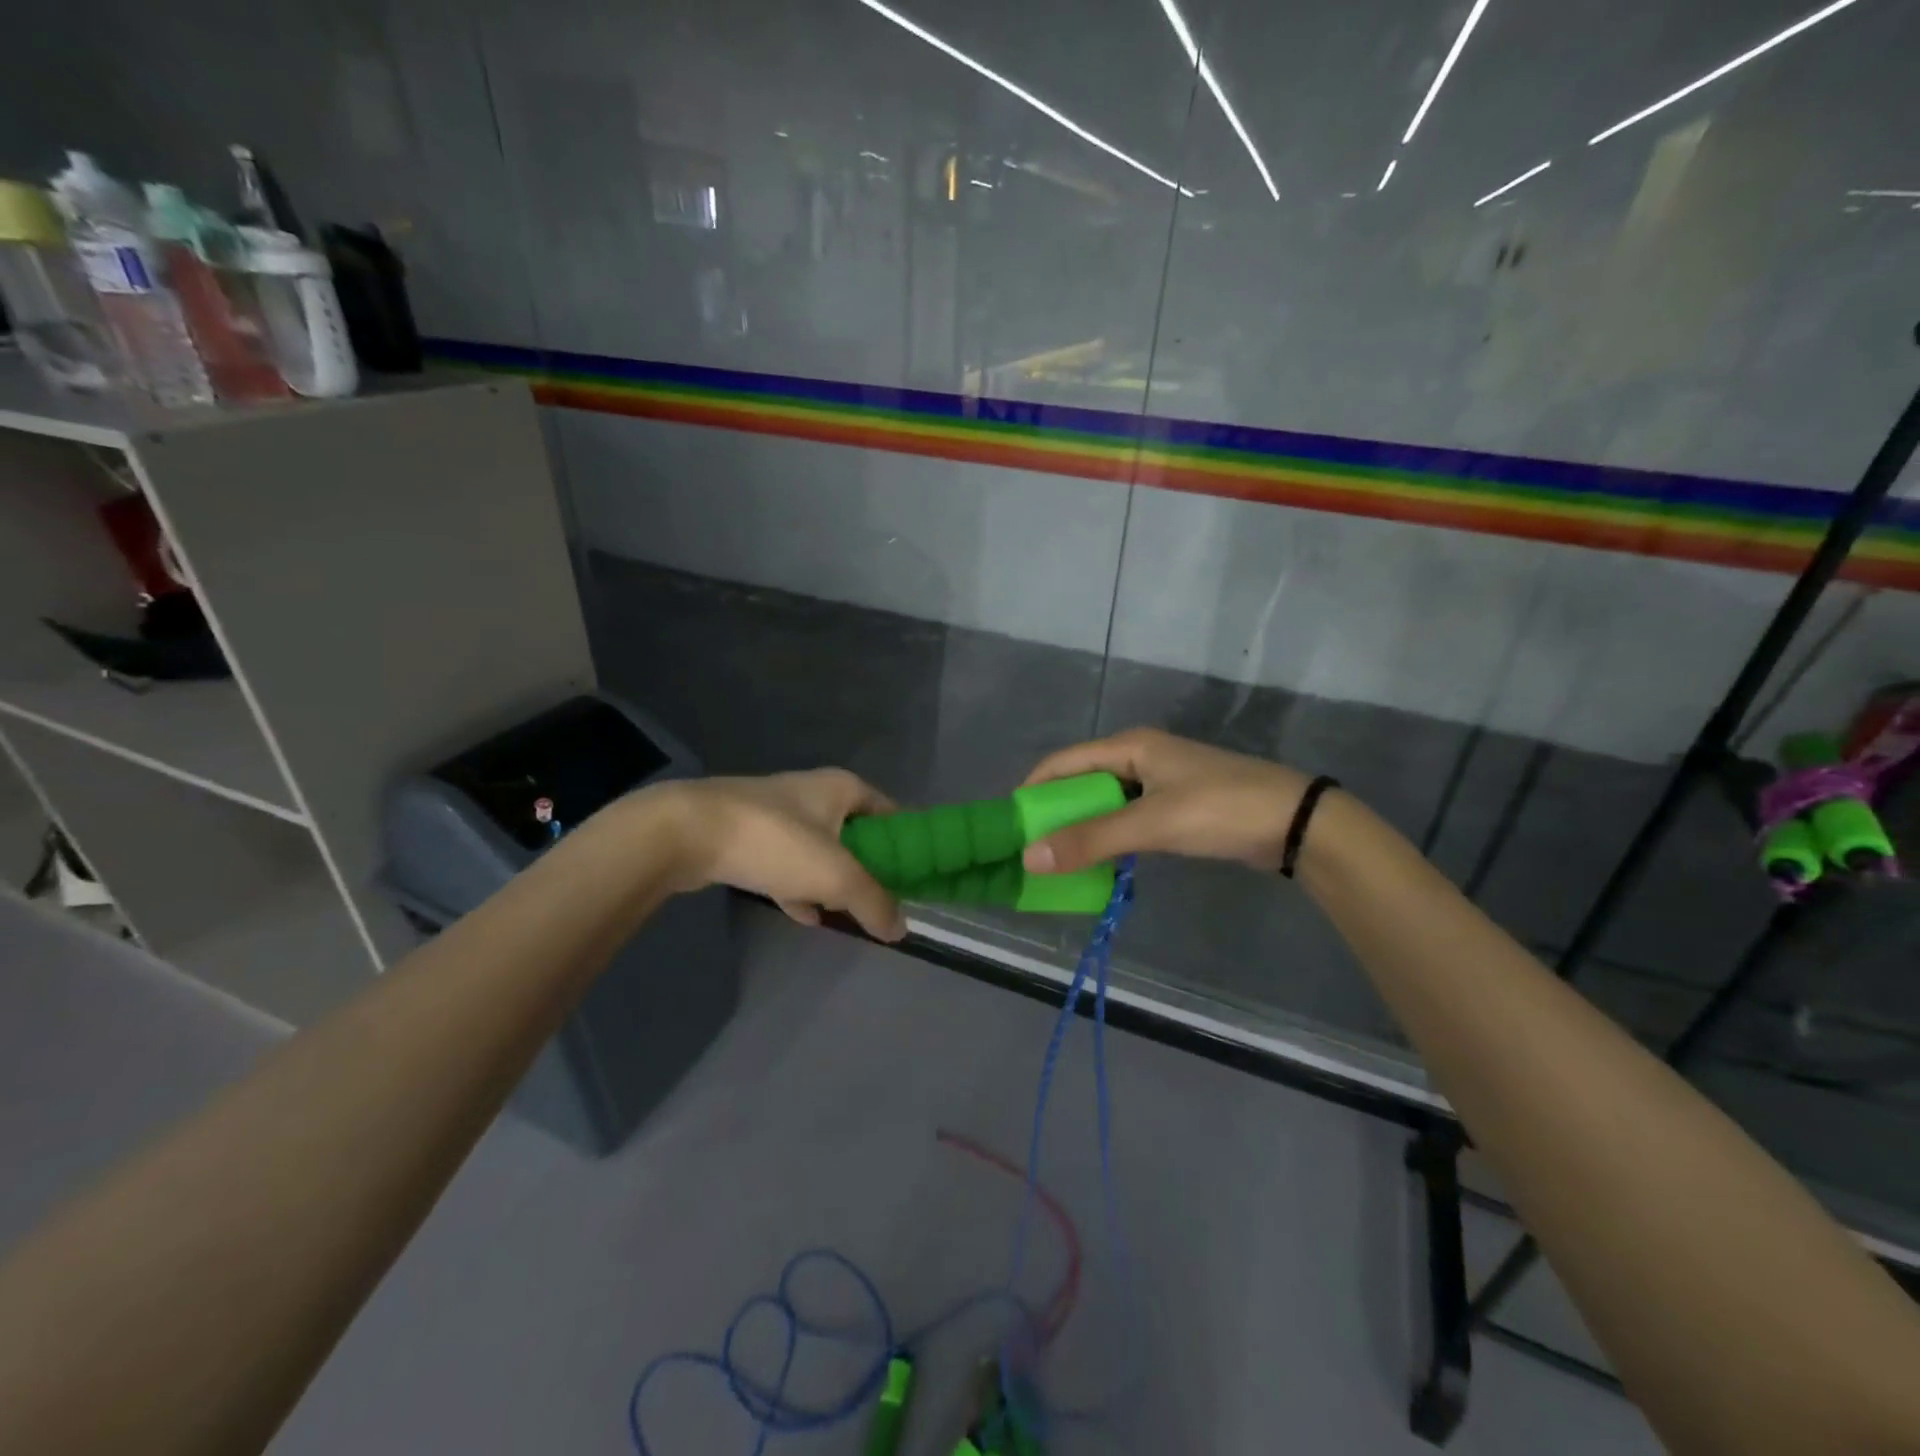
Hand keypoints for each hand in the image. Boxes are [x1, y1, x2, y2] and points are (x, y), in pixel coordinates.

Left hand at [651, 770, 906, 940]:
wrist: (687, 833)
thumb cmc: (775, 841)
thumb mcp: (836, 875)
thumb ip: (873, 902)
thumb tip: (901, 929)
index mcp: (842, 788)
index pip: (890, 810)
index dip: (907, 840)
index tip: (919, 874)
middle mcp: (813, 795)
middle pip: (855, 833)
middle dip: (869, 867)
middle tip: (884, 900)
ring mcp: (778, 816)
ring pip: (820, 852)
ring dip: (833, 881)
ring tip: (850, 914)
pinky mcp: (748, 839)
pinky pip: (786, 866)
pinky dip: (799, 889)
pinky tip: (807, 916)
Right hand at [1020, 728, 1311, 873]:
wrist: (1296, 823)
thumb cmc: (1220, 810)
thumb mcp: (1152, 824)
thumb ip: (1091, 840)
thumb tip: (1029, 857)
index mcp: (1129, 746)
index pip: (1063, 762)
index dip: (1032, 790)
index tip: (1009, 825)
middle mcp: (1139, 756)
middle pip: (1080, 781)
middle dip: (1053, 813)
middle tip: (1029, 849)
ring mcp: (1159, 781)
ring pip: (1103, 803)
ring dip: (1081, 828)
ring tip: (1055, 860)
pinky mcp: (1175, 805)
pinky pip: (1126, 818)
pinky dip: (1108, 837)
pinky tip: (1098, 861)